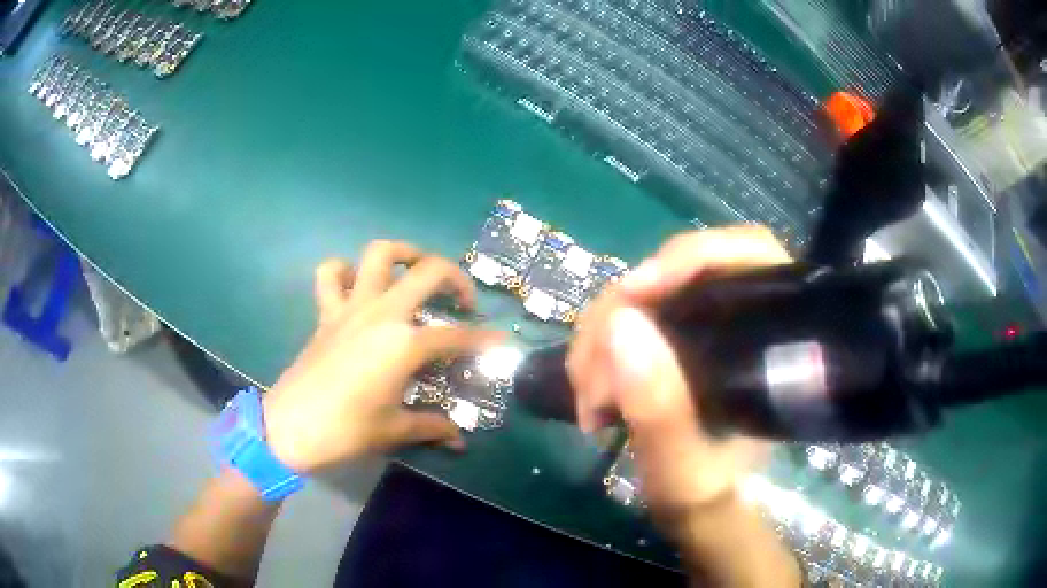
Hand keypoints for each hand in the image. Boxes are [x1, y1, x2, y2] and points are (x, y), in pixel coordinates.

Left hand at [262, 240, 503, 474]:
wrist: (289, 428)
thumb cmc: (346, 430)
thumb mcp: (393, 430)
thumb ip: (431, 427)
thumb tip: (459, 440)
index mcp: (404, 344)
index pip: (456, 336)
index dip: (484, 339)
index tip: (502, 341)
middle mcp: (382, 313)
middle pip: (427, 272)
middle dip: (455, 278)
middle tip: (463, 299)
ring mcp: (351, 307)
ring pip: (379, 254)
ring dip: (403, 254)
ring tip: (415, 271)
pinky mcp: (327, 312)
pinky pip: (331, 275)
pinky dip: (344, 271)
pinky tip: (356, 285)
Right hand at [568, 226, 790, 514]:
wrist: (703, 508)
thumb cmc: (710, 494)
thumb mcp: (687, 473)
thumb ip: (662, 412)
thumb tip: (622, 325)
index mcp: (773, 342)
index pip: (750, 254)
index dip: (692, 257)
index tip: (634, 292)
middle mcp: (742, 320)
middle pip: (680, 273)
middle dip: (622, 314)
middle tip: (591, 377)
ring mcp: (705, 325)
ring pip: (645, 295)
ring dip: (601, 336)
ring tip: (586, 397)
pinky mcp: (674, 338)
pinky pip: (629, 319)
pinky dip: (600, 347)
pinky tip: (590, 387)